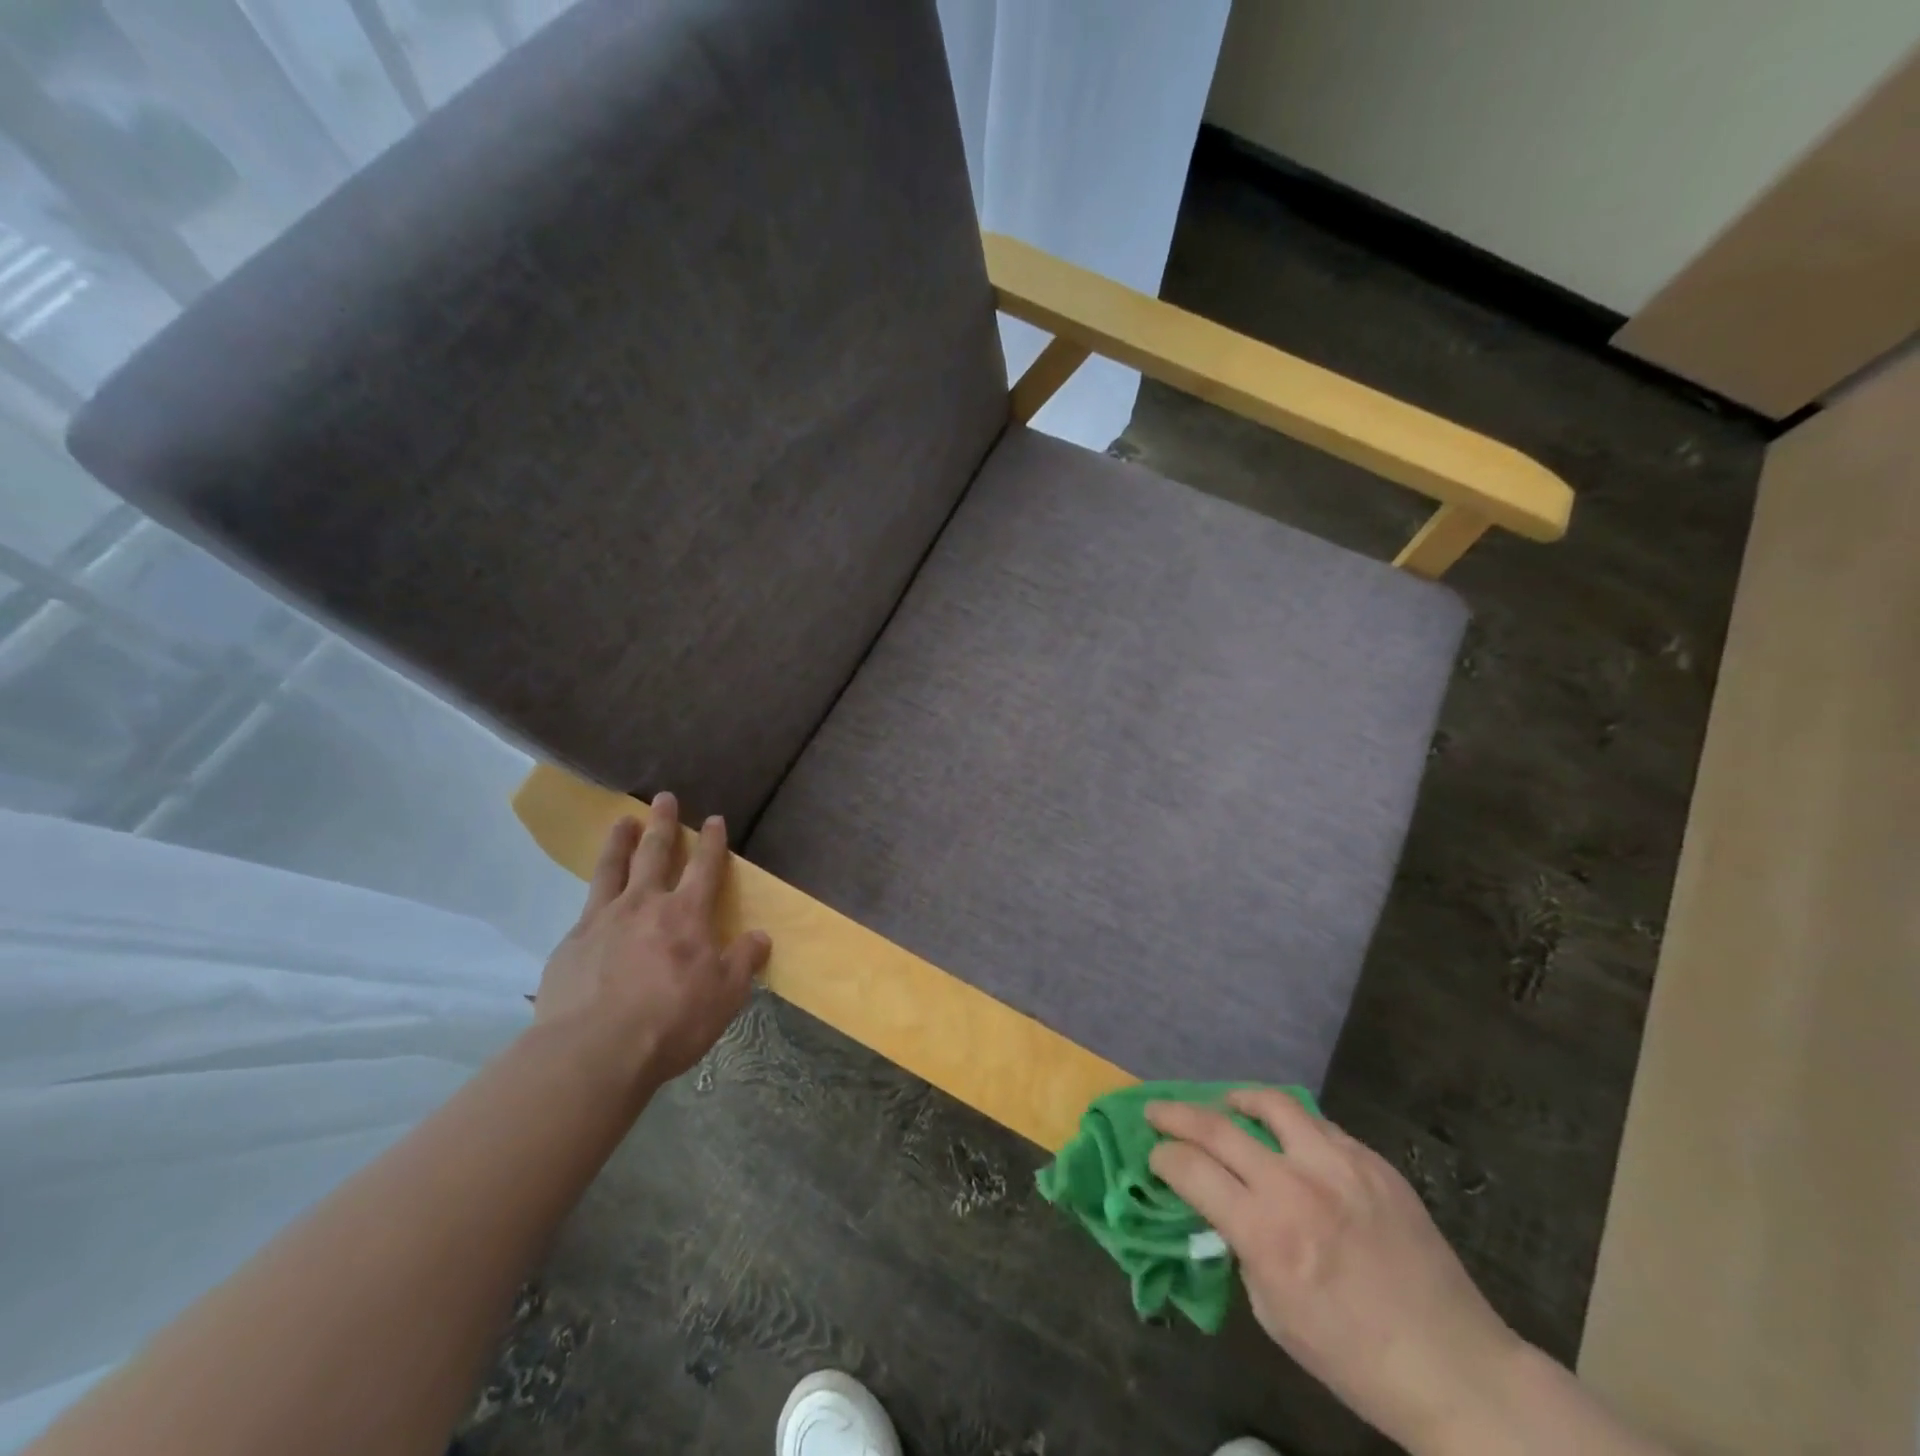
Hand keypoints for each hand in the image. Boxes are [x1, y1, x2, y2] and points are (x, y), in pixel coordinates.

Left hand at [535, 792, 770, 1088]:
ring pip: (613, 868)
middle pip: (655, 853)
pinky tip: (594, 896)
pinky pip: (586, 906)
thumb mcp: (725, 996)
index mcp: (687, 914)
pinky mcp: (572, 943)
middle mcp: (645, 904)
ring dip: (621, 841)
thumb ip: (743, 961)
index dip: (712, 841)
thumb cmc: (671, 1021)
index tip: (714, 819)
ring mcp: (603, 920)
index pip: (705, 867)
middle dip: (664, 824)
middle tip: (664, 798)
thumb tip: (760, 936)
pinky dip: (595, 890)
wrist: (593, 1050)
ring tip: (623, 821)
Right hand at [1147, 1090, 1525, 1454]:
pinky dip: (1290, 1125)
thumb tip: (1222, 1207)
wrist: (1454, 1367)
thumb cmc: (1353, 1357)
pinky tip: (1287, 1139)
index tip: (1155, 1157)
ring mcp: (1338, 1165)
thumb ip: (1241, 1248)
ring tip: (1225, 1104)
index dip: (1163, 1158)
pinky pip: (1318, 1126)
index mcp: (1266, 1233)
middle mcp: (1295, 1186)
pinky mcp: (1372, 1161)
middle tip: (1157, 1111)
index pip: (1190, 1169)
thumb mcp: (1274, 1314)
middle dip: (1175, 1114)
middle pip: (1216, 1126)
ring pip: (1271, 1103)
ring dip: (1236, 1100)